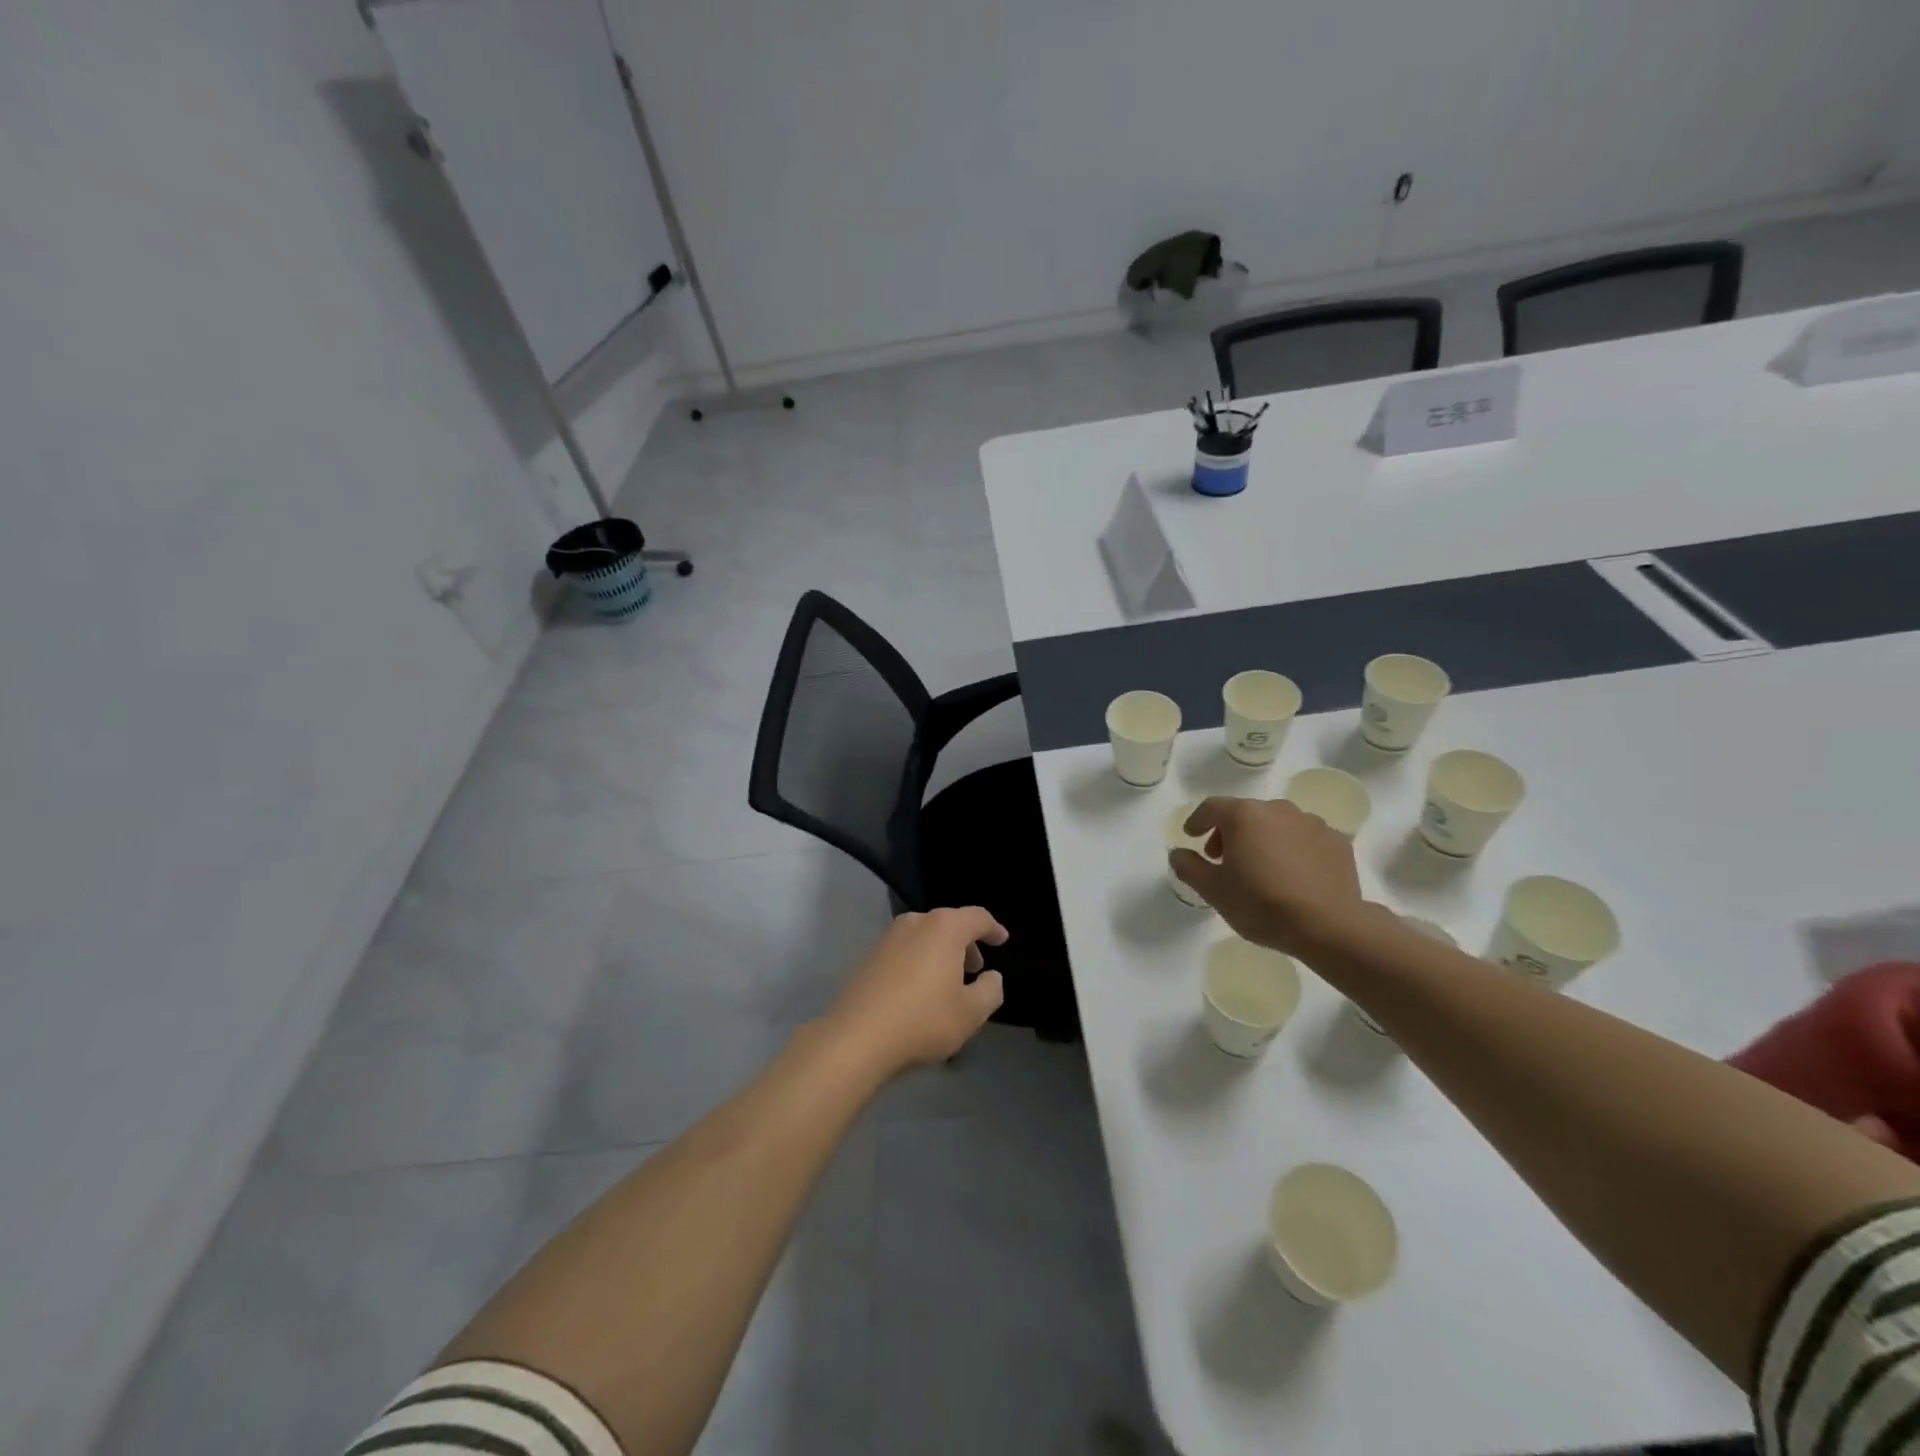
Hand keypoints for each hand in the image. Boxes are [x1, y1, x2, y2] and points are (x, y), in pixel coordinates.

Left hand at [825, 907, 1006, 1079]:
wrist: (857, 1037)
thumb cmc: (923, 1020)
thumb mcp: (971, 1013)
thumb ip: (991, 990)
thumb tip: (992, 976)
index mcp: (944, 928)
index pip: (977, 917)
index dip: (993, 928)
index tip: (1002, 940)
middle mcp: (916, 922)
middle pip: (949, 924)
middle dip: (966, 944)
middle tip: (975, 970)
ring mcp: (888, 937)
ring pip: (925, 936)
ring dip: (941, 953)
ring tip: (948, 983)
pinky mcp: (870, 956)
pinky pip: (906, 950)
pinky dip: (920, 961)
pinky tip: (920, 991)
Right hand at [1169, 797, 1364, 957]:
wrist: (1328, 926)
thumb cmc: (1261, 904)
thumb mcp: (1213, 890)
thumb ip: (1189, 867)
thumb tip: (1178, 853)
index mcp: (1244, 815)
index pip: (1211, 807)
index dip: (1197, 821)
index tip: (1191, 837)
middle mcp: (1278, 809)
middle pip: (1245, 813)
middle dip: (1229, 833)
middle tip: (1223, 860)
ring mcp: (1312, 823)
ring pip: (1277, 824)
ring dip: (1263, 839)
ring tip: (1261, 869)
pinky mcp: (1337, 842)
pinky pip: (1305, 839)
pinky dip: (1293, 850)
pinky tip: (1293, 875)